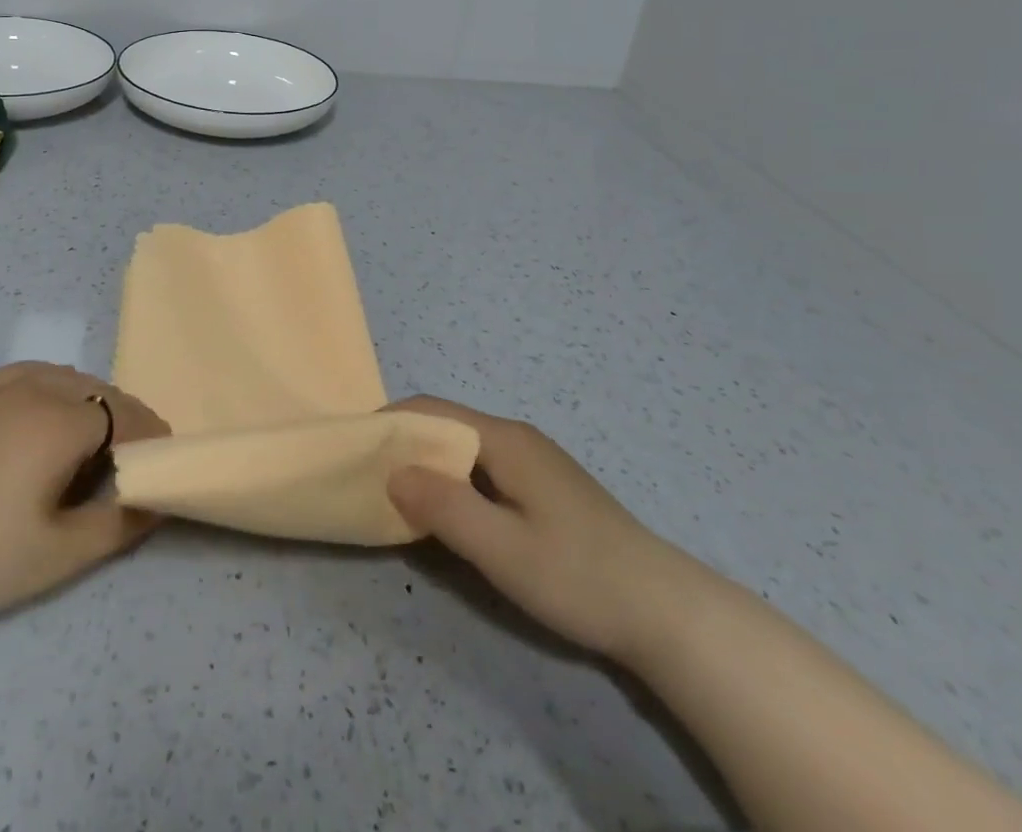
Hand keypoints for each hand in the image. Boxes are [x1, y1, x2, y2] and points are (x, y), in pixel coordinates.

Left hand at [0, 363, 168, 640]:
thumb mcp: (57, 555)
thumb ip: (118, 524)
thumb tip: (158, 500)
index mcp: (60, 421)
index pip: (125, 416)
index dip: (148, 438)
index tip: (160, 464)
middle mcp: (34, 389)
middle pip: (98, 392)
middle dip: (124, 420)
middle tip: (128, 461)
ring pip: (65, 379)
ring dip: (89, 403)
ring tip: (90, 442)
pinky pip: (27, 375)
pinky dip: (51, 389)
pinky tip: (42, 416)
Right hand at [387, 396, 671, 656]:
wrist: (665, 611)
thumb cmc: (578, 575)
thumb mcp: (502, 548)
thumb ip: (445, 507)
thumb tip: (393, 472)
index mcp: (505, 440)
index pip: (433, 410)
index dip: (390, 422)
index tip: (356, 448)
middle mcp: (516, 438)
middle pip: (447, 426)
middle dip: (405, 445)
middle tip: (370, 479)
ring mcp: (533, 462)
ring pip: (465, 450)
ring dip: (429, 466)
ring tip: (398, 498)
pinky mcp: (543, 488)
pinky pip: (483, 470)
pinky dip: (453, 483)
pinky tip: (448, 515)